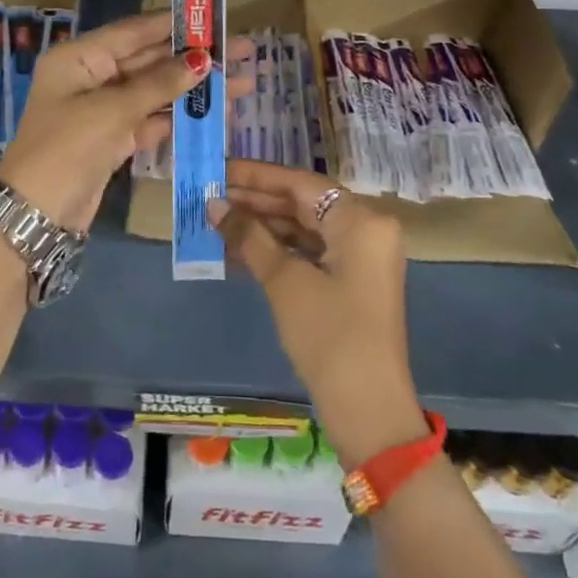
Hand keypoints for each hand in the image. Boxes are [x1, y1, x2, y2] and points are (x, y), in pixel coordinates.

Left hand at [0, 11, 249, 232]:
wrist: (37, 214)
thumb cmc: (67, 148)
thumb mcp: (111, 111)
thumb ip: (158, 84)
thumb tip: (202, 59)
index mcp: (79, 57)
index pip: (134, 31)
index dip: (176, 24)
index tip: (215, 18)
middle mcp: (91, 76)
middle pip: (149, 59)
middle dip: (194, 57)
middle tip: (243, 51)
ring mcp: (104, 108)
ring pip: (156, 90)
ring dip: (194, 88)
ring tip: (242, 83)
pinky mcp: (114, 137)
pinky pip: (152, 118)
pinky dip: (181, 116)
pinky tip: (216, 114)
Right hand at [210, 161, 424, 465]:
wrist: (368, 408)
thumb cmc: (329, 334)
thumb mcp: (284, 281)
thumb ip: (249, 236)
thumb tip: (214, 204)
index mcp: (361, 220)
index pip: (300, 183)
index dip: (256, 176)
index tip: (218, 169)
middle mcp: (366, 230)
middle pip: (303, 203)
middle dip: (256, 202)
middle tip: (209, 195)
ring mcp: (360, 258)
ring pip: (304, 228)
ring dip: (262, 227)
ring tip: (216, 221)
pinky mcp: (351, 282)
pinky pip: (310, 252)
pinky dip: (277, 250)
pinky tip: (239, 250)